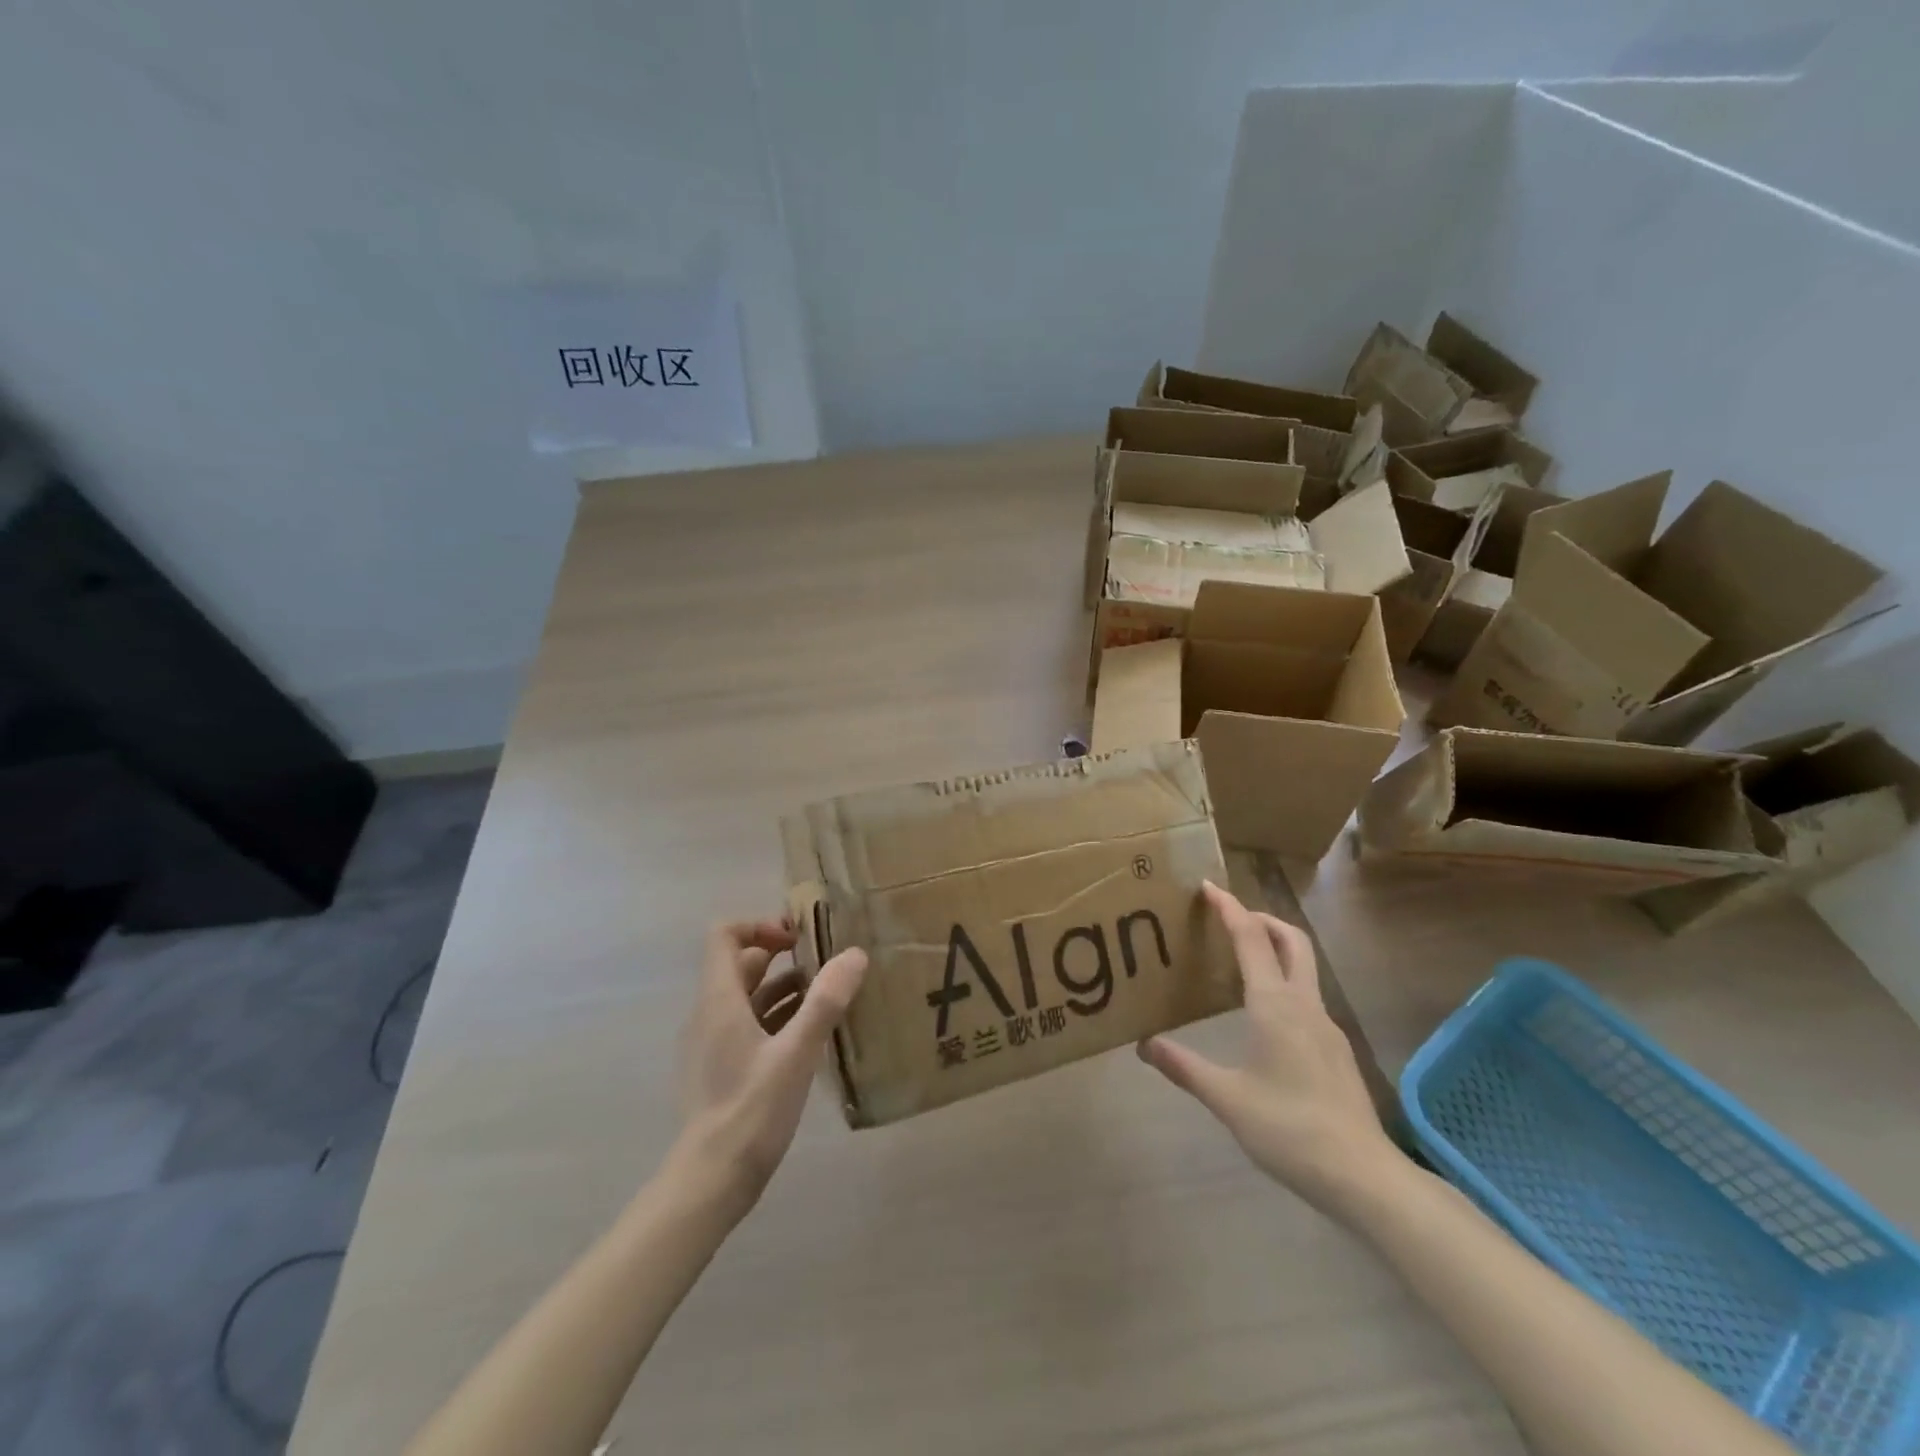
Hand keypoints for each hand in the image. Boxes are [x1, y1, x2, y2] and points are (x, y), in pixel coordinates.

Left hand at [674, 919, 867, 1214]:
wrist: (710, 1181)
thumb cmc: (751, 1109)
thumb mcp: (796, 1053)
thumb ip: (825, 1002)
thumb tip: (855, 953)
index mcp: (720, 1000)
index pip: (724, 935)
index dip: (760, 926)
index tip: (799, 938)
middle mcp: (711, 1013)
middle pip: (741, 964)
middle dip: (782, 956)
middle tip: (826, 962)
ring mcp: (713, 1043)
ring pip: (749, 997)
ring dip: (785, 988)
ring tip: (830, 996)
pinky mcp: (722, 1068)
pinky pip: (750, 1025)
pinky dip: (779, 1018)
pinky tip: (813, 1035)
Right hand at [1139, 882, 1404, 1217]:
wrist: (1363, 1175)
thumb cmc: (1289, 1128)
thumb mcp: (1227, 1099)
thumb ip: (1184, 1067)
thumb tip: (1144, 1045)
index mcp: (1274, 1004)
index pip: (1250, 938)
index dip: (1229, 908)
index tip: (1208, 886)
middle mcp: (1304, 1004)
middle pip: (1291, 940)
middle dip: (1261, 918)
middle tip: (1230, 918)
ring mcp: (1326, 1026)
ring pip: (1303, 967)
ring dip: (1275, 949)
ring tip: (1240, 962)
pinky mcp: (1336, 1049)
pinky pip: (1306, 996)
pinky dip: (1283, 982)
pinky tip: (1264, 1015)